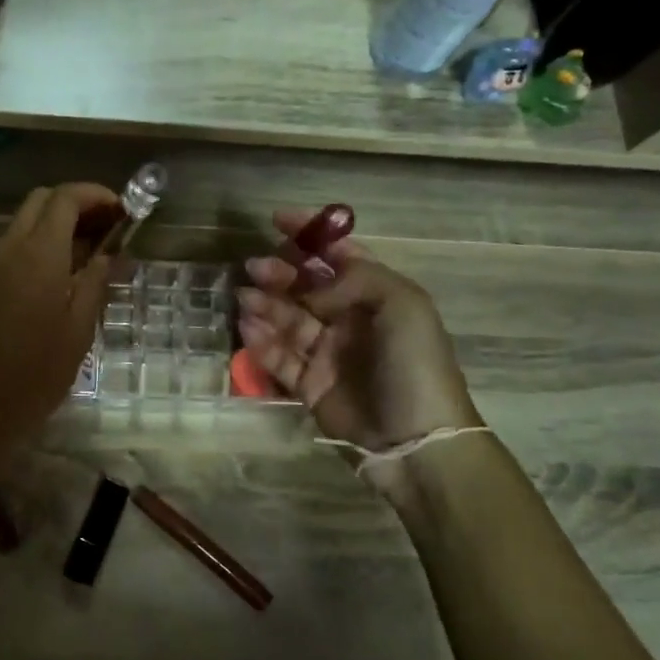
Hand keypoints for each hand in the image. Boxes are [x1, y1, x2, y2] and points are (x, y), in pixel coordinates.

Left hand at [0, 182, 119, 454]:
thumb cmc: (37, 371)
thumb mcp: (79, 328)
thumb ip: (96, 282)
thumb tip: (108, 254)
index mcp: (38, 254)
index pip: (65, 198)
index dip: (96, 195)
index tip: (123, 210)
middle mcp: (10, 249)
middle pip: (42, 201)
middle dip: (77, 203)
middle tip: (108, 228)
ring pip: (25, 222)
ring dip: (58, 224)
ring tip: (92, 253)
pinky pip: (15, 246)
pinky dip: (41, 244)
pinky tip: (64, 274)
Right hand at [236, 210, 479, 451]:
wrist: (416, 439)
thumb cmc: (414, 364)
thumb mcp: (402, 305)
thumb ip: (354, 280)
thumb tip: (309, 288)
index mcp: (377, 296)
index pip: (340, 256)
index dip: (310, 236)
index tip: (276, 220)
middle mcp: (350, 320)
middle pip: (306, 288)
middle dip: (280, 274)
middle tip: (254, 269)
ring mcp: (328, 354)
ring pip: (288, 321)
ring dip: (265, 306)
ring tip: (244, 299)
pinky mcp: (310, 386)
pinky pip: (280, 358)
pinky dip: (262, 344)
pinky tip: (248, 330)